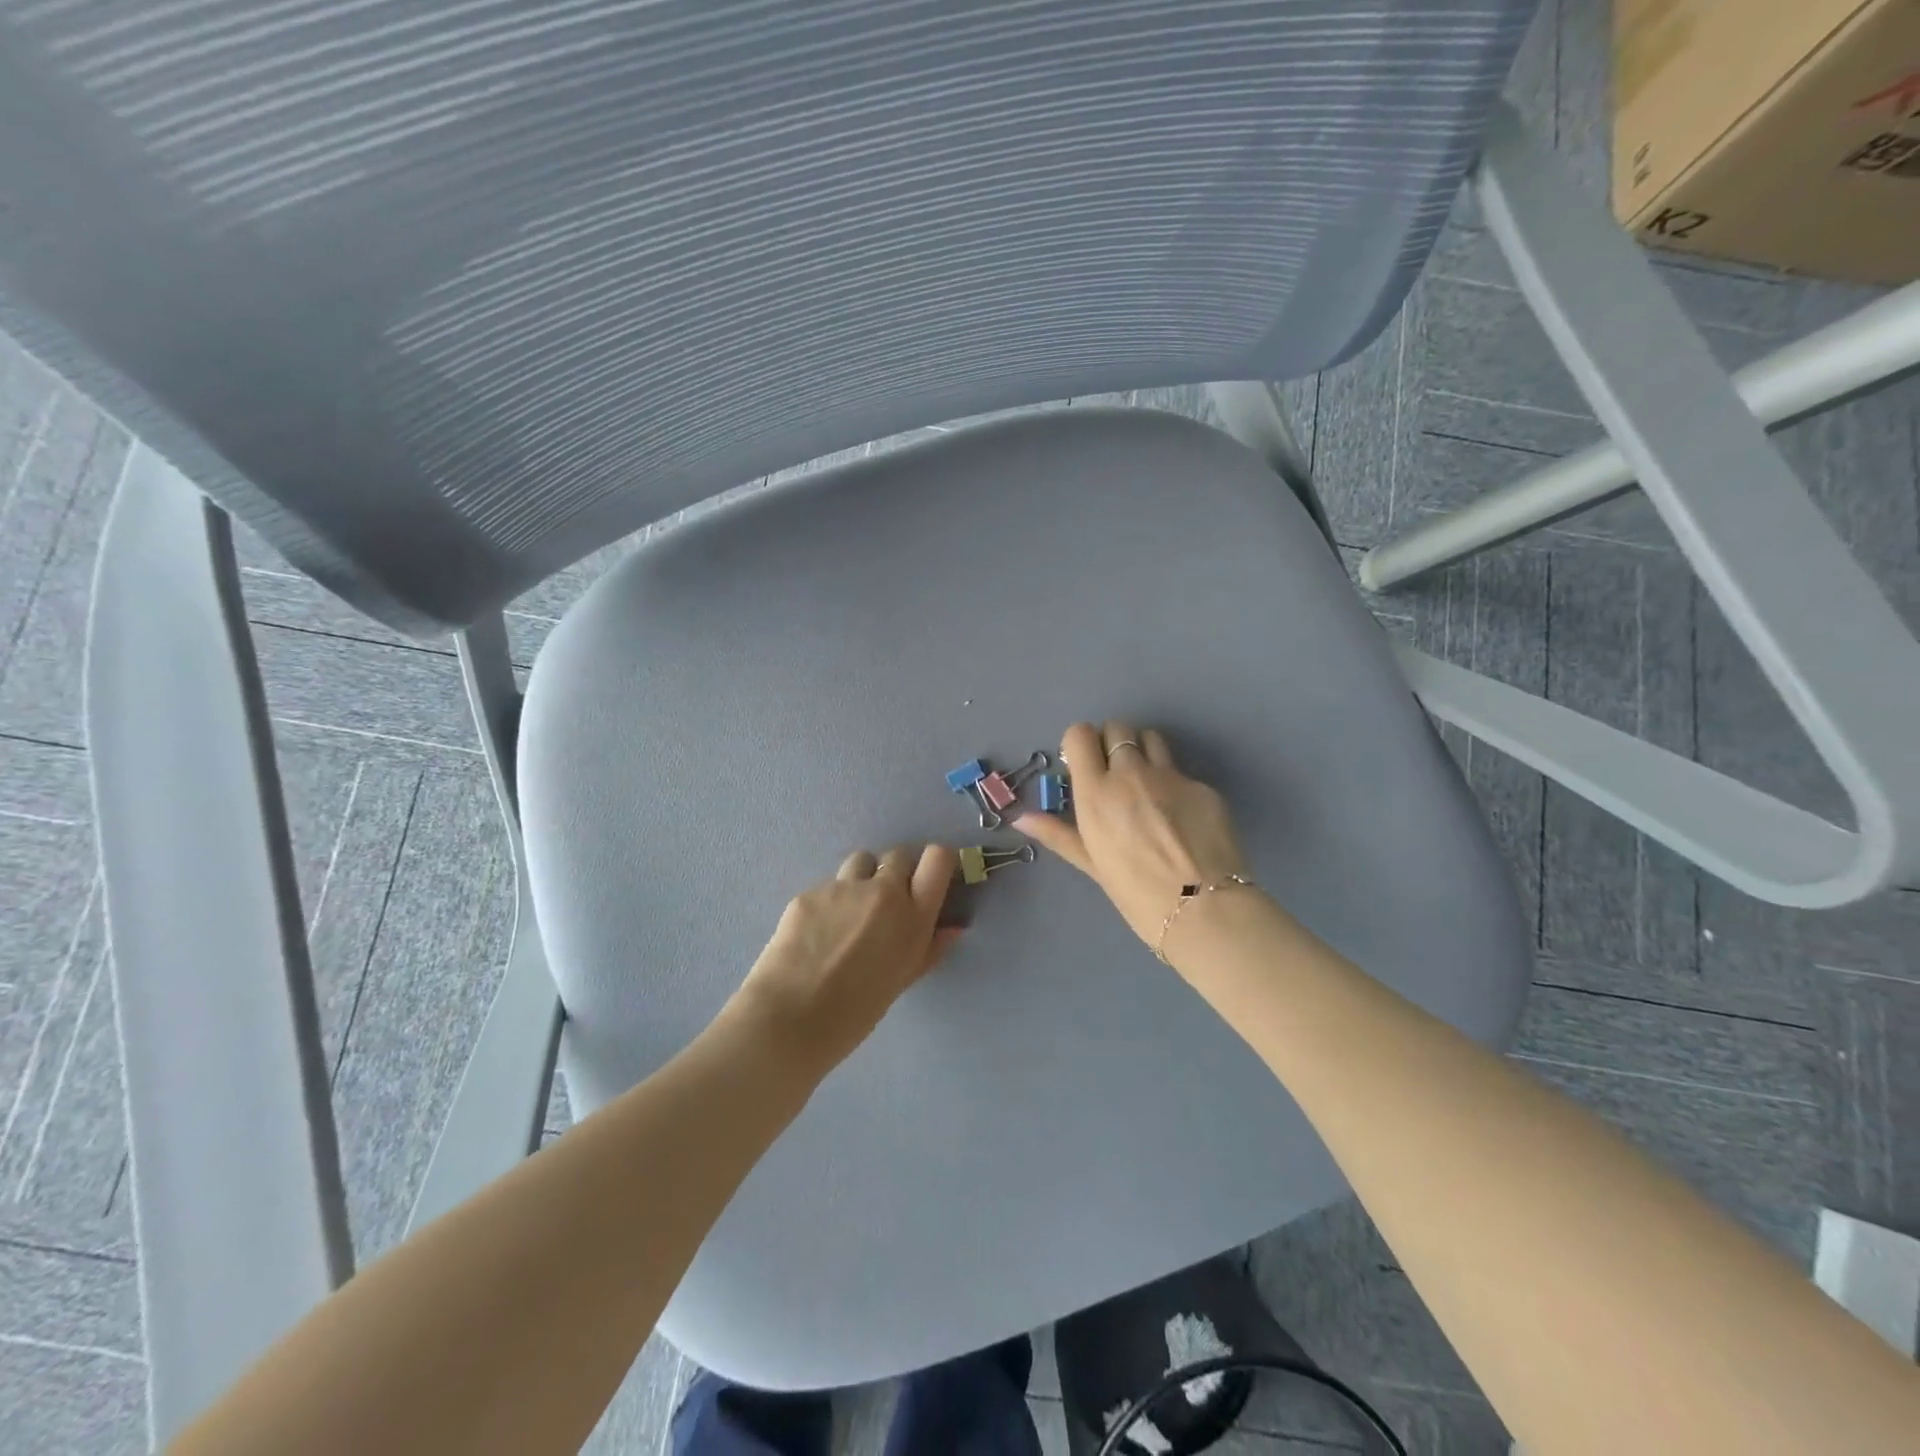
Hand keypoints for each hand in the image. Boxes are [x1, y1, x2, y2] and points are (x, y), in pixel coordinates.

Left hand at [731, 844, 961, 1071]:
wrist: (789, 1020)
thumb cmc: (855, 1014)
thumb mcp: (901, 981)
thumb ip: (929, 949)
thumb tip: (952, 928)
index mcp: (913, 916)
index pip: (938, 858)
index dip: (938, 861)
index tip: (932, 876)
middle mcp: (882, 892)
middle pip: (899, 855)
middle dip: (898, 871)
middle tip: (887, 901)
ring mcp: (843, 888)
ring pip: (861, 862)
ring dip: (863, 878)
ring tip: (850, 912)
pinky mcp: (810, 892)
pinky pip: (828, 886)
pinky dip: (829, 901)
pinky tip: (816, 932)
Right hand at [1016, 721, 1247, 953]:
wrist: (1203, 909)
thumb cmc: (1135, 893)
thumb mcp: (1091, 863)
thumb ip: (1057, 833)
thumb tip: (1020, 817)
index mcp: (1096, 791)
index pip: (1080, 734)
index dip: (1080, 744)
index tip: (1083, 764)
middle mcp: (1131, 773)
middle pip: (1117, 728)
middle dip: (1110, 743)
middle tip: (1113, 772)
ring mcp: (1171, 776)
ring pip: (1151, 738)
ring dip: (1142, 751)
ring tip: (1145, 783)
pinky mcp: (1203, 786)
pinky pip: (1181, 771)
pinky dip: (1173, 783)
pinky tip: (1179, 816)